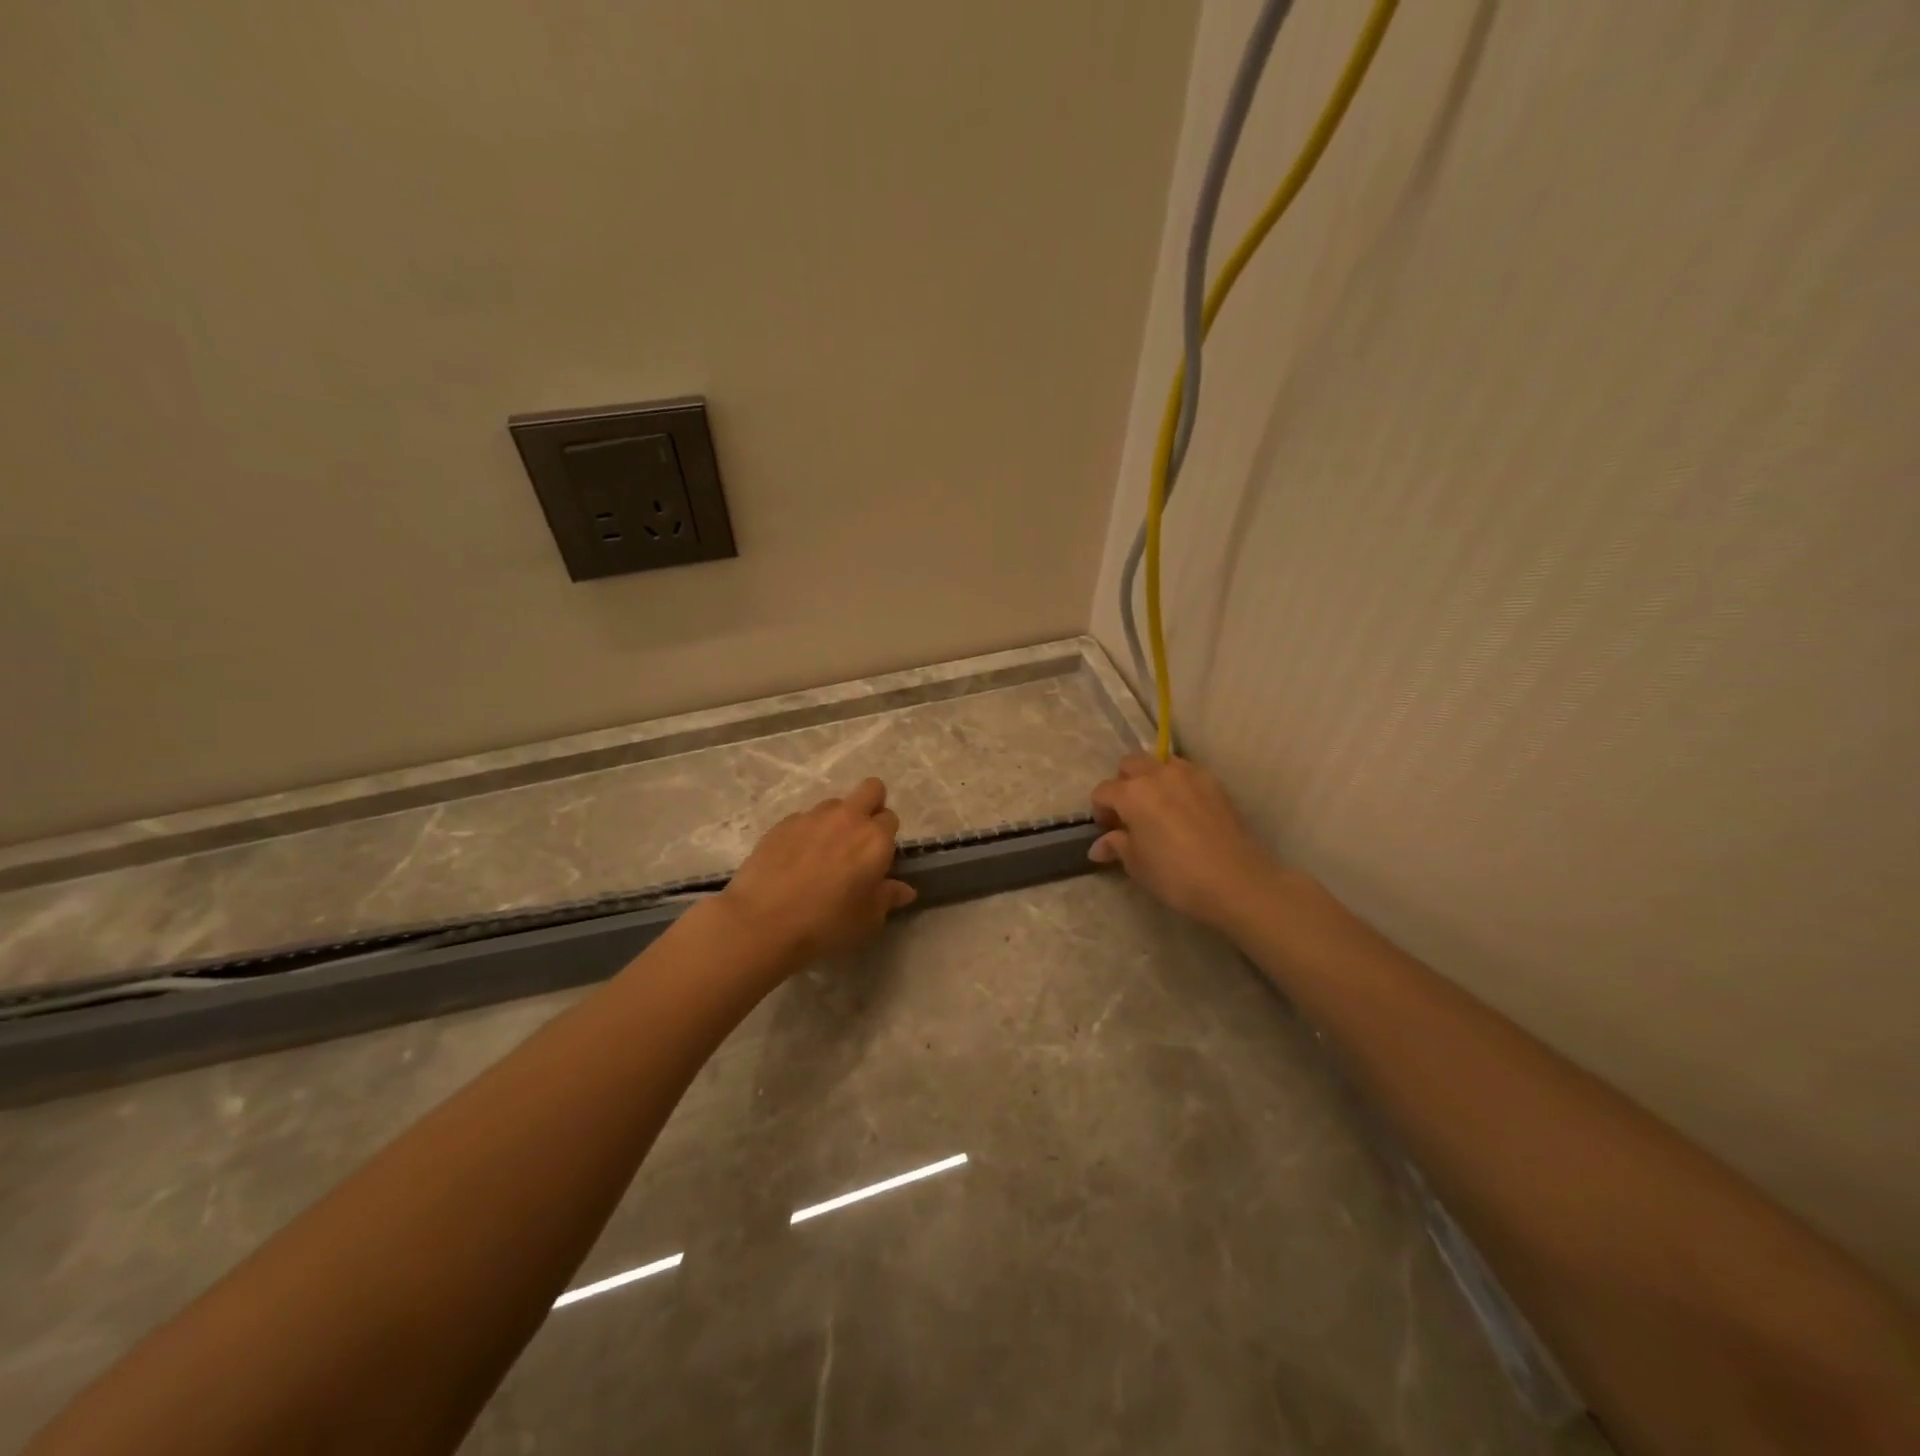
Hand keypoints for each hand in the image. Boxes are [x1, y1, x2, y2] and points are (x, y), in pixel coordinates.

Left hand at [719, 778, 916, 966]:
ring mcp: (812, 817)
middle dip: (871, 805)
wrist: (762, 922)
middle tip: (859, 839)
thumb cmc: (826, 924)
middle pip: (871, 789)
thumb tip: (904, 889)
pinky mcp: (783, 823)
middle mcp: (848, 818)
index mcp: (875, 839)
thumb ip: (888, 898)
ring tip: (822, 854)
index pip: (891, 819)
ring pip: (834, 804)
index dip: (886, 838)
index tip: (877, 859)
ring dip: (836, 820)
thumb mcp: (867, 919)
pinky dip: (806, 833)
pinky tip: (794, 860)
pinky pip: (804, 819)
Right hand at [1089, 753, 1277, 929]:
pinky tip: (1184, 809)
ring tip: (1158, 806)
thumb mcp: (1138, 865)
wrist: (1236, 881)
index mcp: (1131, 794)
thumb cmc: (1176, 875)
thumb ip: (1117, 846)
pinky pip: (1186, 772)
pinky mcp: (1213, 782)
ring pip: (1159, 762)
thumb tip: (1099, 845)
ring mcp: (1188, 774)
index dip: (1100, 811)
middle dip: (1123, 784)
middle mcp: (1157, 774)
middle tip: (1130, 813)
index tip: (1109, 831)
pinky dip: (1178, 783)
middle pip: (1129, 765)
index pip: (1103, 792)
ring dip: (1151, 778)